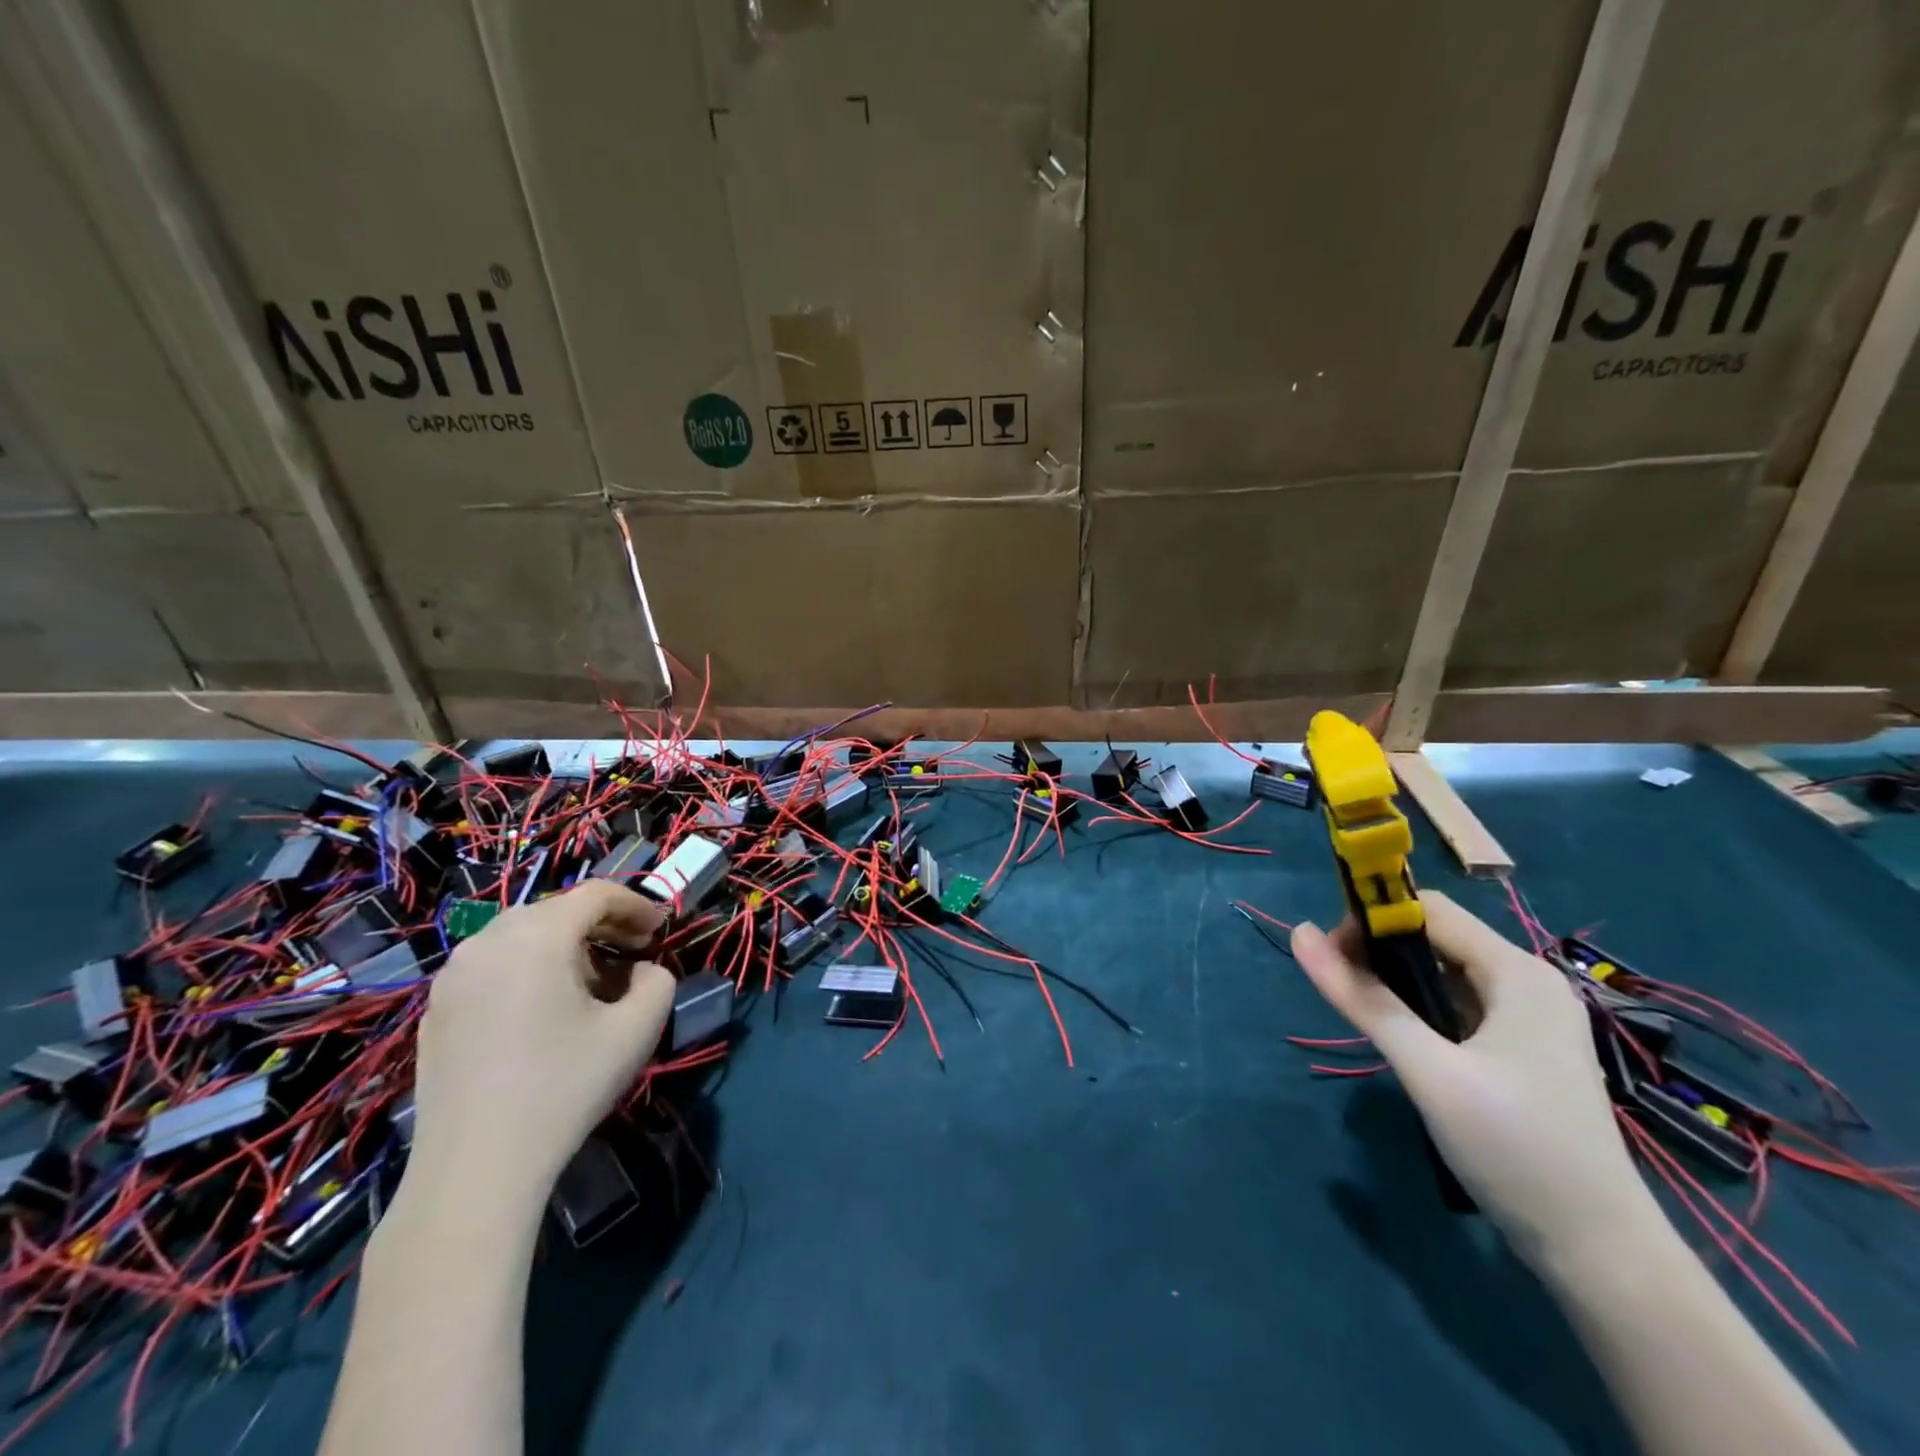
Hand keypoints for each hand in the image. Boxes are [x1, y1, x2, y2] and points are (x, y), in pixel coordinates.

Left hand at [406, 881, 674, 1212]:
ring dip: (564, 946)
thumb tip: (643, 972)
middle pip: (557, 910)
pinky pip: (492, 966)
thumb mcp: (638, 1029)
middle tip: (632, 954)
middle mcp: (488, 941)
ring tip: (589, 984)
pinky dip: (527, 970)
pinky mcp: (435, 1011)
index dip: (636, 905)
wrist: (474, 1170)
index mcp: (537, 935)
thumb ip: (659, 981)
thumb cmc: (564, 1087)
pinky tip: (542, 1014)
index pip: (596, 894)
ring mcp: (453, 976)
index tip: (660, 932)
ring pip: (521, 936)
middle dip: (602, 925)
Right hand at [1292, 890, 1656, 1266]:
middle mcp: (1529, 982)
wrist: (1601, 1254)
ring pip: (1446, 972)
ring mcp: (1532, 1018)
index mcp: (1517, 972)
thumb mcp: (1428, 1071)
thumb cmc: (1516, 1149)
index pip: (1428, 910)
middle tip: (1344, 991)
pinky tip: (1406, 1042)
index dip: (1372, 920)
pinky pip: (1460, 1004)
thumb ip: (1363, 1000)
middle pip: (1436, 938)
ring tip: (1369, 1019)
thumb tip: (1299, 934)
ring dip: (1399, 983)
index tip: (1332, 957)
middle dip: (1381, 952)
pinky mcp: (1526, 1049)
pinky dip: (1423, 1009)